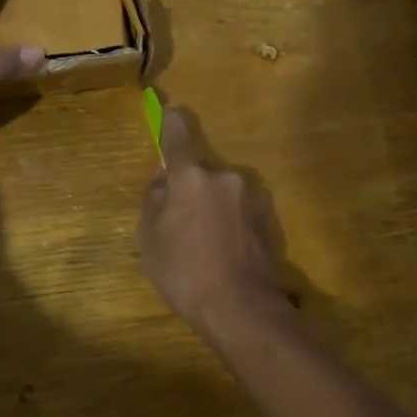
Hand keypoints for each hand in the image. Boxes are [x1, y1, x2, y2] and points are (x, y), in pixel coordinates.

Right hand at [138, 106, 282, 330]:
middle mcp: (224, 177)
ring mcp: (250, 198)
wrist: (241, 307)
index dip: (171, 122)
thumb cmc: (184, 271)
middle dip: (189, 191)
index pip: (177, 137)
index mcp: (191, 177)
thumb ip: (153, 201)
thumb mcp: (149, 239)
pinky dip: (227, 225)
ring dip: (209, 210)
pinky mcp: (266, 219)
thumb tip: (162, 180)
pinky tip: (221, 255)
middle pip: (199, 174)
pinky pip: (236, 212)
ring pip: (219, 194)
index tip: (170, 109)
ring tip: (201, 248)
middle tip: (177, 225)